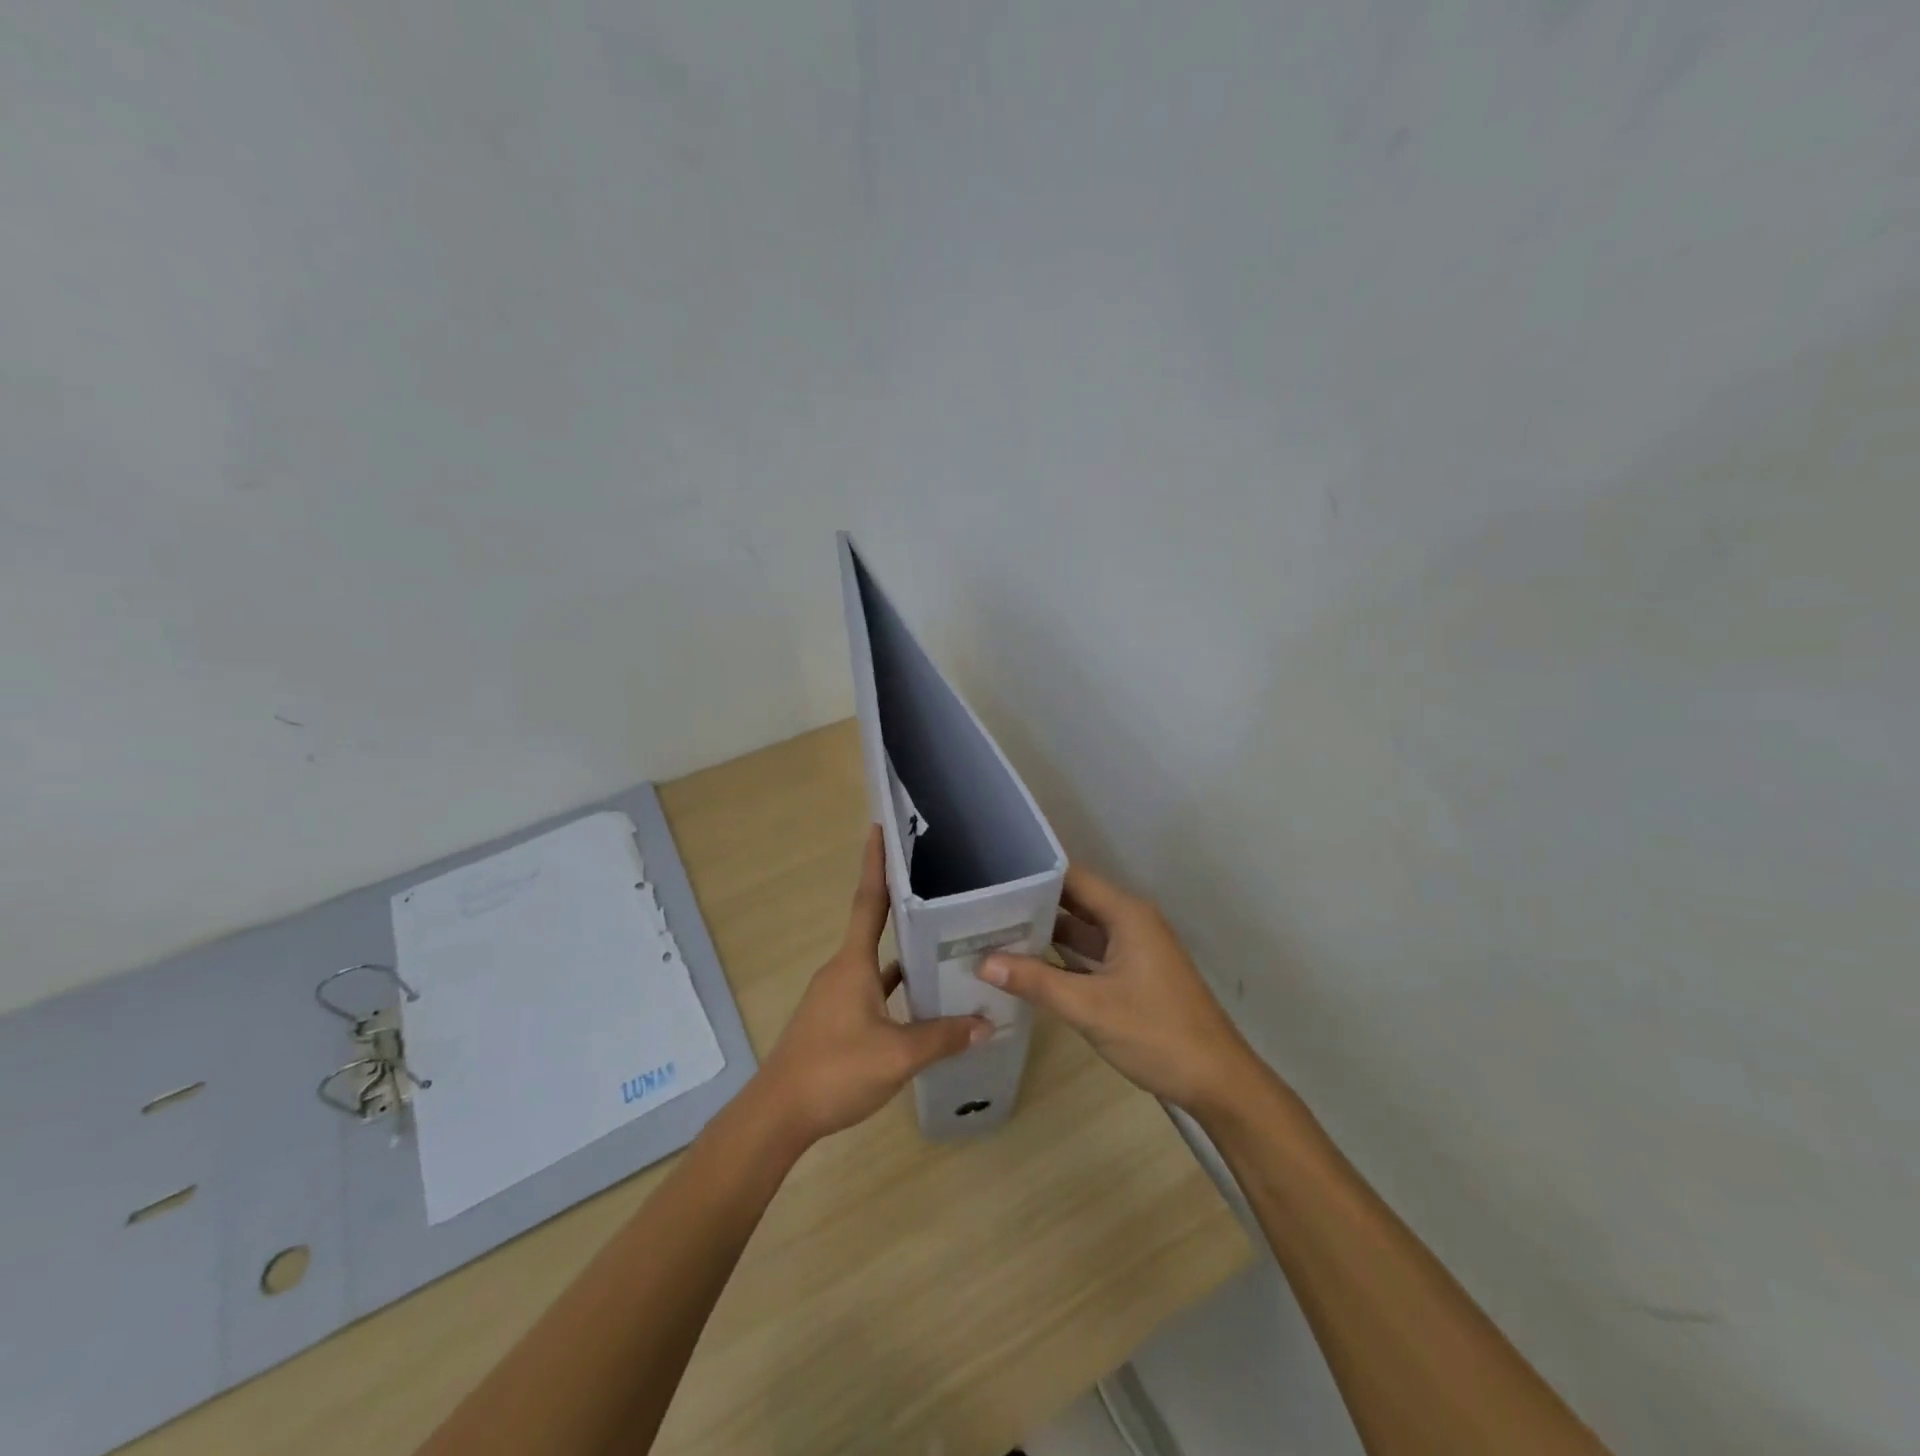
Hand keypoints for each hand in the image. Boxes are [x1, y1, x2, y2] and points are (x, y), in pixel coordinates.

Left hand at [756, 826, 990, 1147]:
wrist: (778, 1115)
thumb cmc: (835, 1070)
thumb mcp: (897, 1056)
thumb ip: (942, 1037)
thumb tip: (987, 1024)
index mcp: (852, 963)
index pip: (869, 901)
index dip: (875, 864)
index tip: (880, 827)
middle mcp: (842, 969)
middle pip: (875, 926)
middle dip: (902, 903)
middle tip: (938, 886)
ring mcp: (836, 995)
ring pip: (876, 962)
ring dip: (904, 951)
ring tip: (943, 941)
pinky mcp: (835, 1019)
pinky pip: (872, 989)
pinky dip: (895, 987)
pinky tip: (921, 999)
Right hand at [981, 863, 1258, 1115]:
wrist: (1217, 1081)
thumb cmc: (1156, 1033)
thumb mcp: (1089, 1007)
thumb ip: (1036, 981)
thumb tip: (983, 961)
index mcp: (1126, 914)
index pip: (1071, 877)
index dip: (1032, 874)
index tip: (992, 876)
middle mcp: (1130, 921)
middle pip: (1074, 900)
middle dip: (1032, 903)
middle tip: (982, 906)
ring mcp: (1134, 948)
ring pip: (1081, 928)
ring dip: (1045, 931)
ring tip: (994, 929)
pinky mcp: (1133, 973)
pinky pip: (1091, 952)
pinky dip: (1062, 956)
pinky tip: (1027, 963)